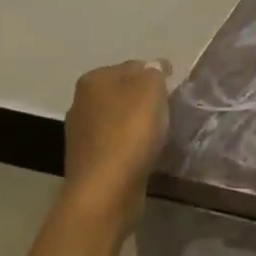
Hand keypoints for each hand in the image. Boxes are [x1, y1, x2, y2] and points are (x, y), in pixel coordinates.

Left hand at [63, 59, 171, 214]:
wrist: (106, 189)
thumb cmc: (129, 132)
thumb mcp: (151, 90)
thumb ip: (154, 72)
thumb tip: (153, 67)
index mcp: (93, 80)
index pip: (132, 66)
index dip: (155, 73)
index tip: (174, 86)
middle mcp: (81, 102)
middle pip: (123, 92)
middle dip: (144, 98)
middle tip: (169, 109)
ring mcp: (81, 134)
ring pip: (118, 119)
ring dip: (137, 123)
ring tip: (161, 133)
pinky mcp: (89, 161)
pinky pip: (116, 144)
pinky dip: (131, 145)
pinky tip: (145, 153)